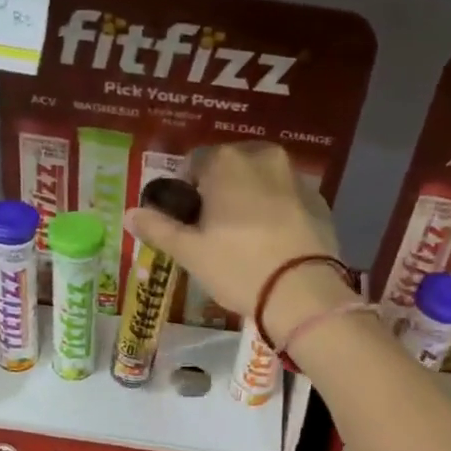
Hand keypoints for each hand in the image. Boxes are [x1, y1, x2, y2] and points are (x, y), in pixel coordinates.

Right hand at [125, 142, 339, 321]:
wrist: (303, 293)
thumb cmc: (238, 268)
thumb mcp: (190, 253)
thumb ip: (158, 228)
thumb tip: (130, 214)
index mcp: (226, 162)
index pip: (194, 162)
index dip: (187, 190)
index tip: (188, 220)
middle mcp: (263, 156)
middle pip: (231, 168)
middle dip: (220, 191)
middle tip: (215, 231)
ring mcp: (296, 176)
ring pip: (262, 181)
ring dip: (250, 198)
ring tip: (246, 238)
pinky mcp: (320, 200)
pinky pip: (287, 198)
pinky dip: (278, 211)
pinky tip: (274, 243)